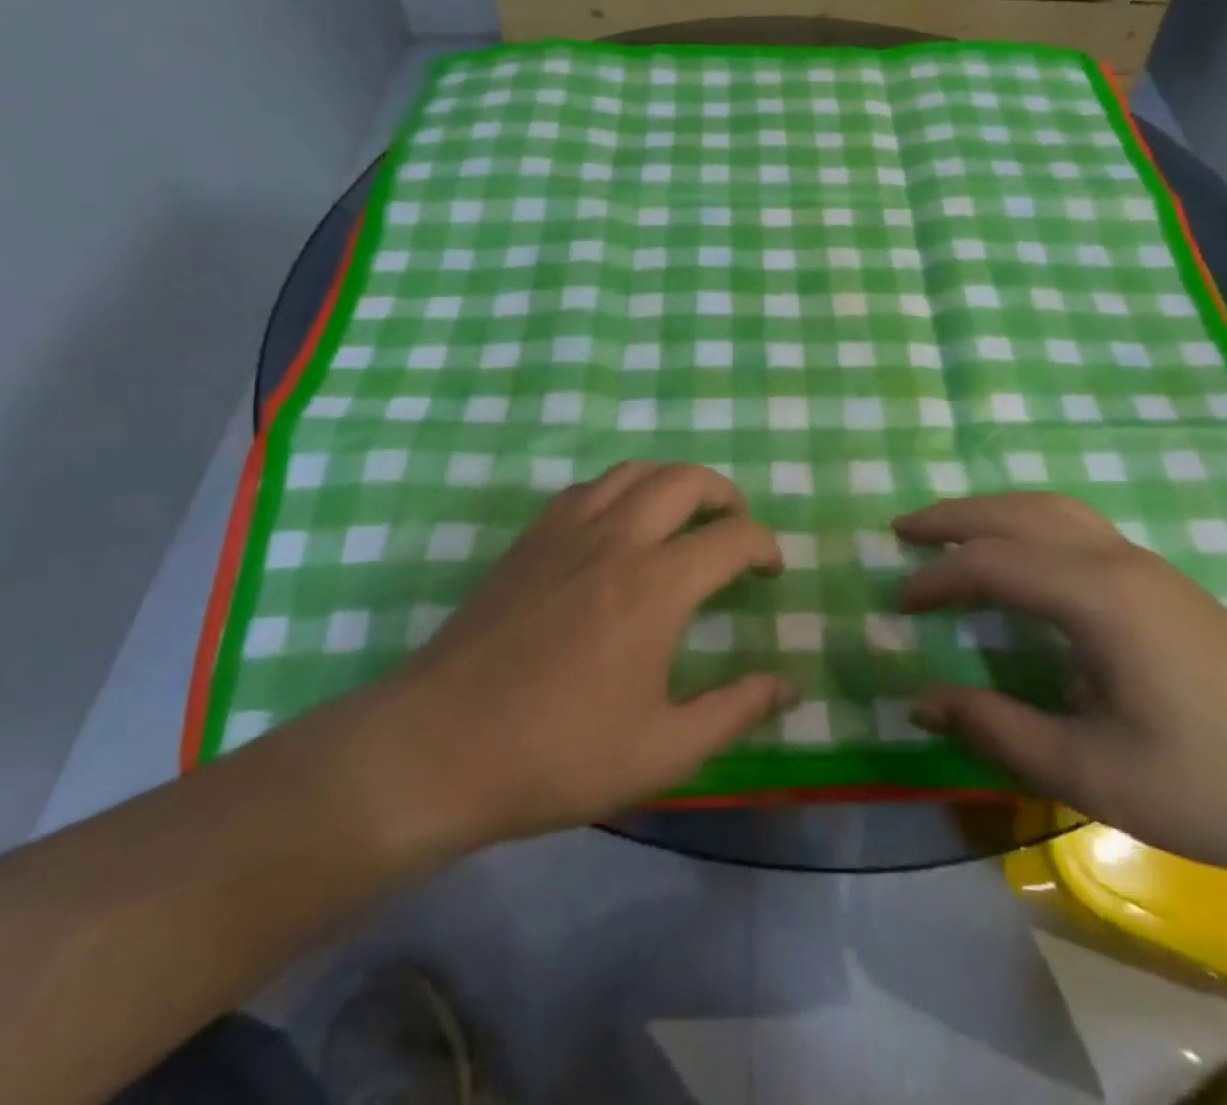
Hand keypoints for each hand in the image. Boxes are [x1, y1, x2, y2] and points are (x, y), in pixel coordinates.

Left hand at [343, 462, 792, 857]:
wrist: (437, 747)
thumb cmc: (556, 754)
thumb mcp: (662, 750)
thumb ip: (734, 710)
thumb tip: (789, 684)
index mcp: (656, 586)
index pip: (731, 538)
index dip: (764, 546)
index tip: (771, 569)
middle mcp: (616, 539)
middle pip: (685, 480)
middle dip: (724, 494)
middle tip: (736, 526)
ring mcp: (566, 530)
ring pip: (633, 471)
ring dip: (673, 482)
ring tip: (685, 515)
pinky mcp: (529, 538)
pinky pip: (588, 487)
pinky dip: (621, 490)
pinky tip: (619, 526)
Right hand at [895, 493, 1226, 878]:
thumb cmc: (1215, 785)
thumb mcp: (1092, 772)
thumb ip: (998, 729)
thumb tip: (921, 699)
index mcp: (1098, 598)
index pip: (992, 564)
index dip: (935, 579)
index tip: (896, 602)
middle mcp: (1118, 561)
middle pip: (1019, 513)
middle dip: (954, 516)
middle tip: (901, 531)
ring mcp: (1146, 565)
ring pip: (1053, 509)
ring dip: (993, 511)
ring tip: (949, 530)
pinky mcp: (1163, 582)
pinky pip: (1076, 526)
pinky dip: (1027, 523)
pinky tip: (1019, 554)